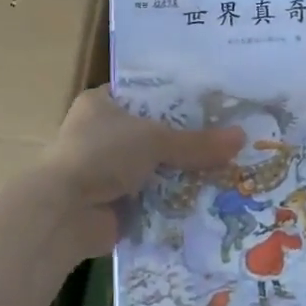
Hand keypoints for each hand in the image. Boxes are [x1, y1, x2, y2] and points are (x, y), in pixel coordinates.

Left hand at [32, 88, 244, 258]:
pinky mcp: (114, 204)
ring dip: (182, 174)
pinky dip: (173, 202)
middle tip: (229, 140)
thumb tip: (242, 138)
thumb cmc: (102, 155)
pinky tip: (209, 201)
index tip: (214, 102)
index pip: (146, 93)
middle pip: (154, 133)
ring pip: (155, 168)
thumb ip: (196, 142)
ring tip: (229, 170)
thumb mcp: (154, 140)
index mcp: (101, 103)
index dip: (177, 98)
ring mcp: (106, 171)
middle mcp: (101, 133)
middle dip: (187, 141)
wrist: (64, 213)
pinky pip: (152, 198)